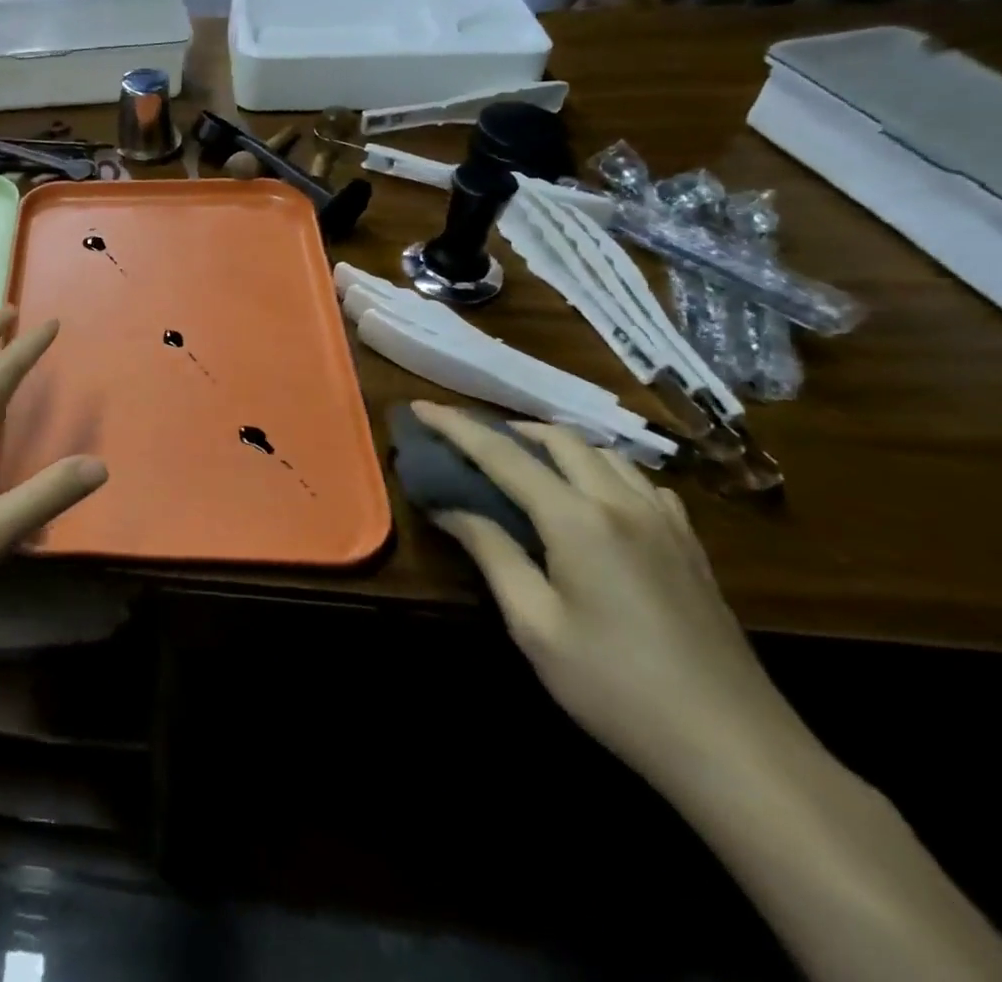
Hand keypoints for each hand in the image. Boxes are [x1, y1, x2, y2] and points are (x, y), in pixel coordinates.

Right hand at [411, 402, 810, 790]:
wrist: (738, 751)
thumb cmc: (616, 688)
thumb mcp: (534, 624)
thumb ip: (491, 553)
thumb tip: (448, 508)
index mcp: (577, 520)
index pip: (503, 454)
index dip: (456, 427)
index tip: (420, 407)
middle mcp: (622, 505)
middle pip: (560, 440)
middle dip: (508, 428)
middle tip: (469, 439)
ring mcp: (665, 523)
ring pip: (605, 453)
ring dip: (557, 444)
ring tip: (524, 459)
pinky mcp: (691, 547)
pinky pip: (641, 482)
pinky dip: (603, 470)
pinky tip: (594, 495)